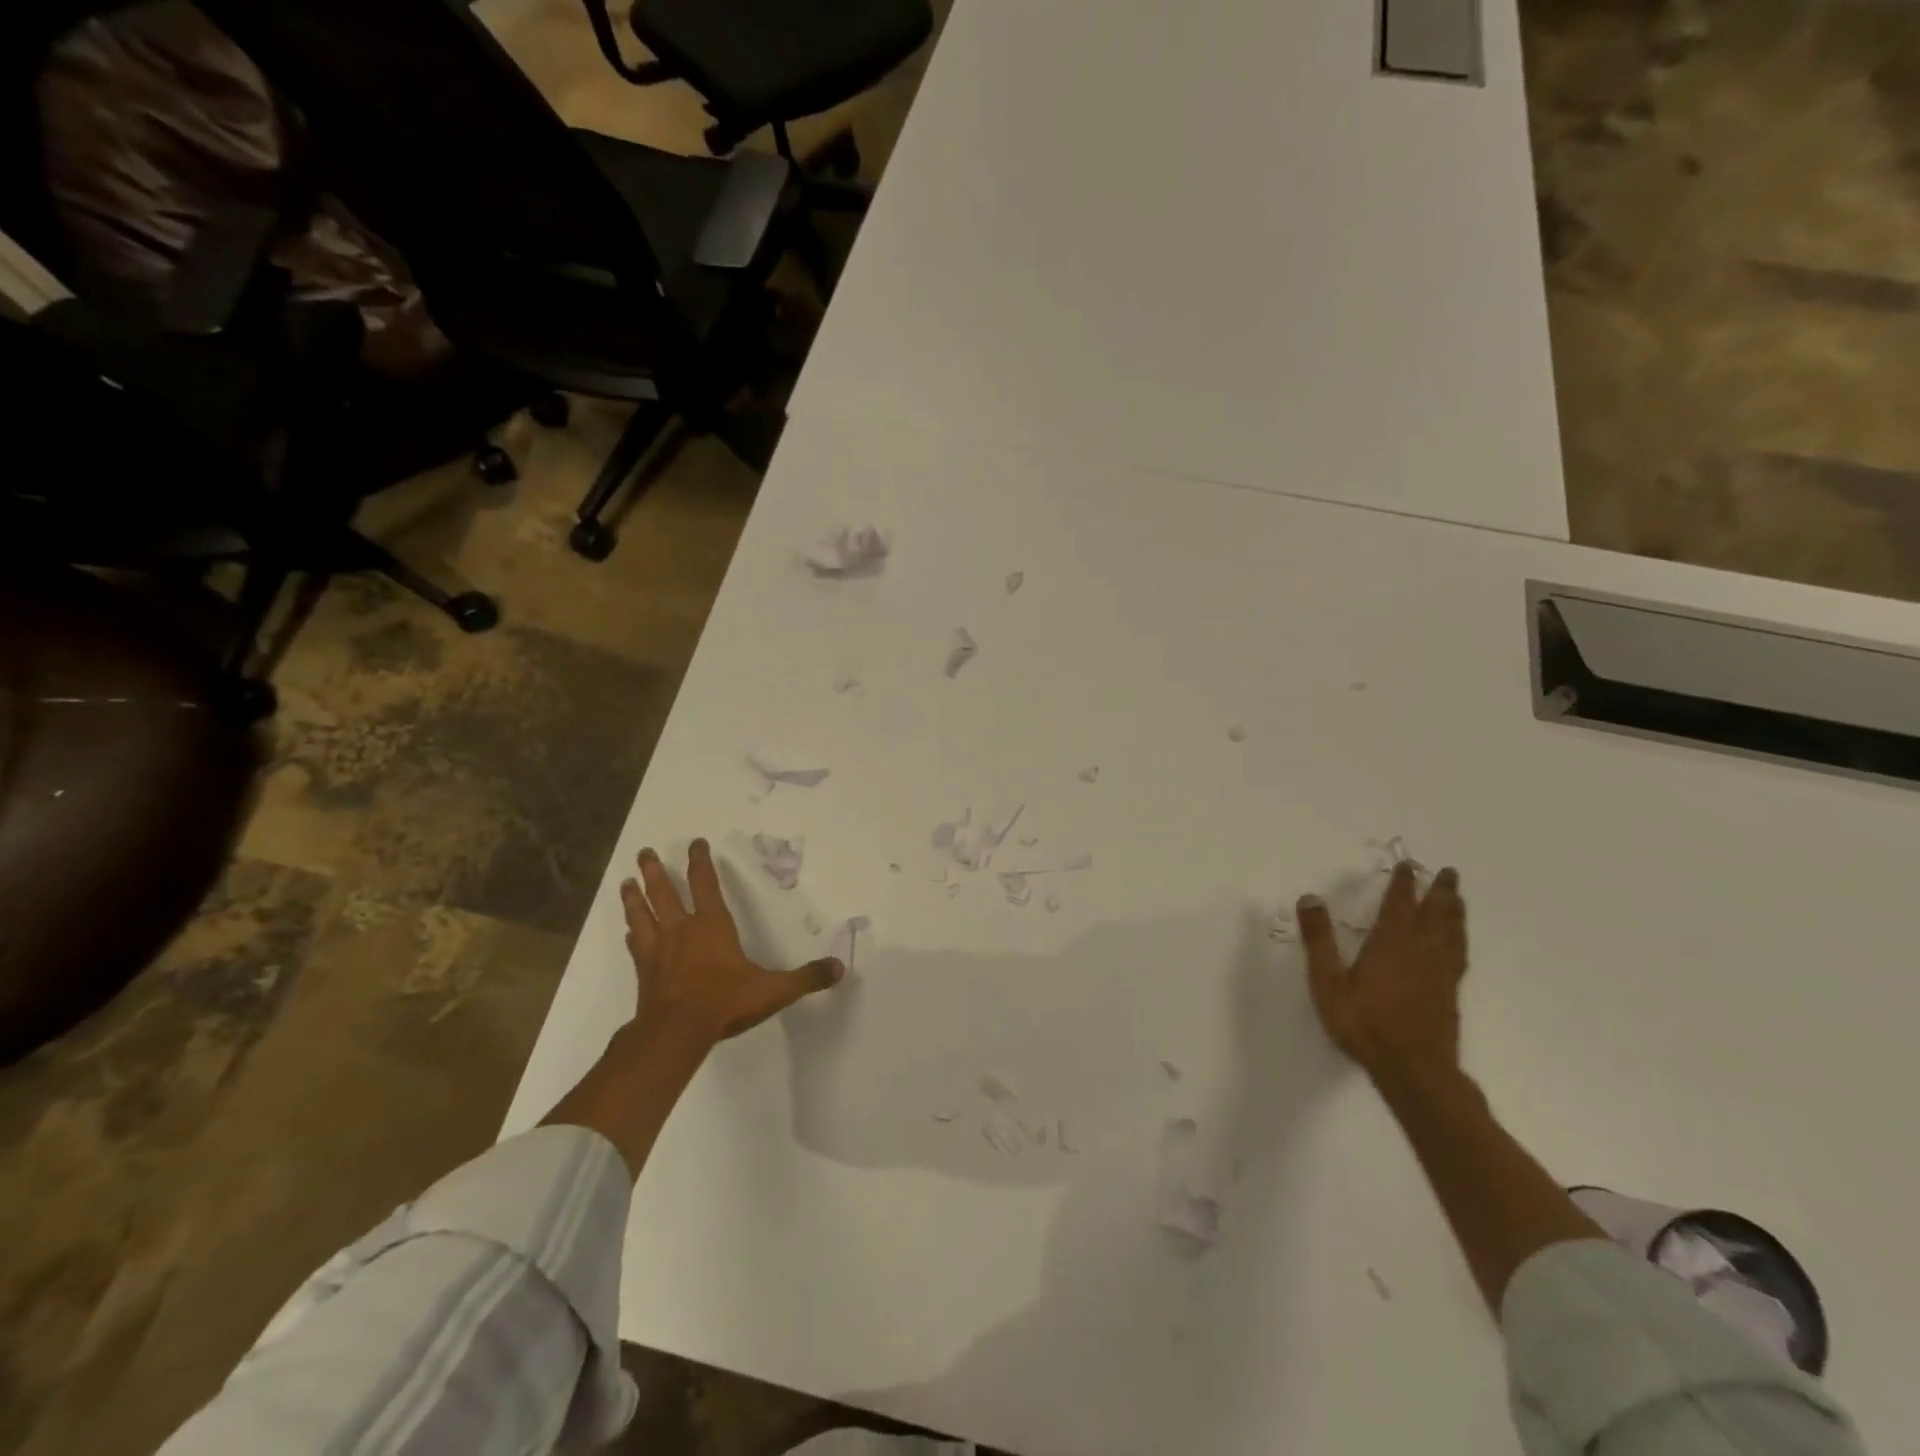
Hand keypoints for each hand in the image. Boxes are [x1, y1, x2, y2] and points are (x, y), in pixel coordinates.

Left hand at [623, 840, 843, 1045]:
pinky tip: (626, 932)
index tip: (696, 842)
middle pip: (664, 892)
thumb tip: (839, 968)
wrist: (676, 1033)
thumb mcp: (774, 990)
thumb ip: (806, 978)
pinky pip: (635, 946)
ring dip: (634, 897)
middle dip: (655, 870)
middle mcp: (682, 930)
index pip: (706, 884)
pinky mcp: (644, 972)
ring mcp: (658, 951)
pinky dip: (631, 935)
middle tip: (644, 851)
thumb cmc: (725, 1002)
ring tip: (625, 881)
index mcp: (712, 925)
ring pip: (642, 914)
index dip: (701, 862)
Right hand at [1297, 861, 1467, 1079]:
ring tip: (1457, 898)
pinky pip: (1459, 954)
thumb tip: (1310, 898)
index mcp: (1391, 943)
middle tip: (1449, 872)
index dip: (1404, 884)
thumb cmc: (1364, 1023)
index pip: (1399, 904)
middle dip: (1441, 891)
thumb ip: (1319, 940)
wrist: (1414, 1068)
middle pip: (1436, 914)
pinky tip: (1457, 942)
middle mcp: (1421, 950)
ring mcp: (1440, 972)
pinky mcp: (1449, 992)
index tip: (1408, 866)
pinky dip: (1459, 939)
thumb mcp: (1328, 982)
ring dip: (1455, 912)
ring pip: (1453, 933)